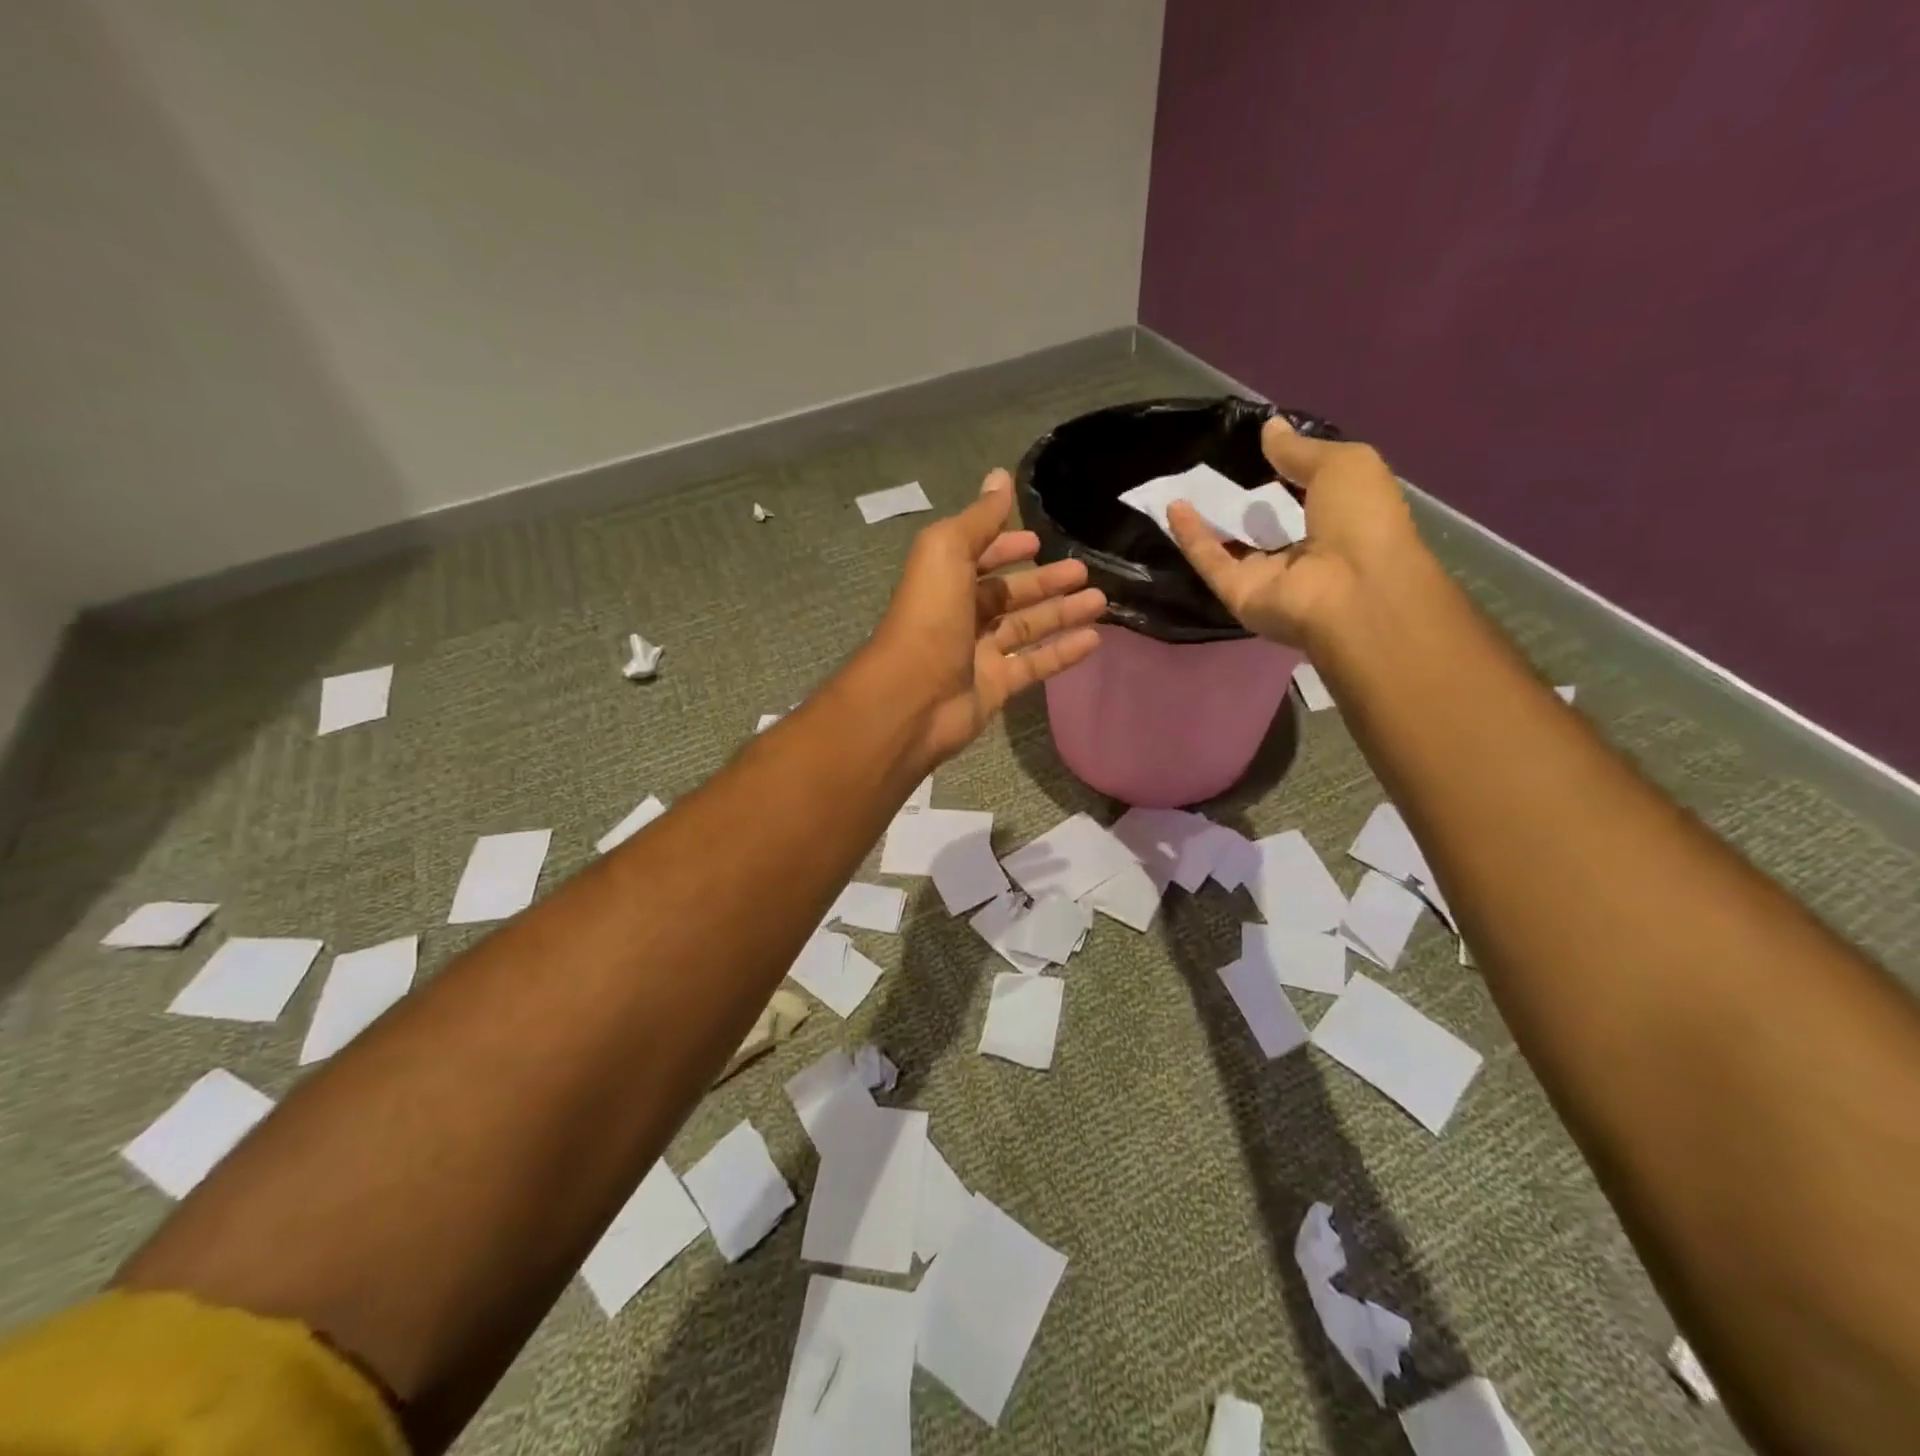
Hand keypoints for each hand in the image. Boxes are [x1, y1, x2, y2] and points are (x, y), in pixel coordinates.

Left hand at [871, 469, 1105, 764]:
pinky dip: (1063, 652)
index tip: (1038, 540)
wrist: (912, 698)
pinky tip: (1095, 639)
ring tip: (1101, 600)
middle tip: (1084, 569)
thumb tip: (1000, 476)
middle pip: (1008, 594)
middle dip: (1043, 580)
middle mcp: (960, 615)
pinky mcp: (995, 687)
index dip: (1005, 546)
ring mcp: (978, 653)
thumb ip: (979, 519)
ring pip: (1026, 628)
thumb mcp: (947, 552)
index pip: (978, 556)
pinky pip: (1034, 665)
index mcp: (944, 580)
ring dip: (1062, 613)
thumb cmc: (929, 617)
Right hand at [1167, 416, 1421, 647]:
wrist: (1351, 591)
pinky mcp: (1239, 594)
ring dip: (1211, 517)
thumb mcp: (1343, 466)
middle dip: (1244, 498)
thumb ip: (1301, 450)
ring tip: (1184, 484)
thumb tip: (1270, 428)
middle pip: (1266, 524)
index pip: (1308, 495)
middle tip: (1215, 466)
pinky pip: (1212, 562)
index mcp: (1342, 521)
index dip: (1286, 471)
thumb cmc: (1362, 521)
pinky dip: (1191, 536)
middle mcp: (1304, 551)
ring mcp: (1269, 577)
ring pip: (1233, 544)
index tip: (1258, 448)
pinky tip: (1174, 506)